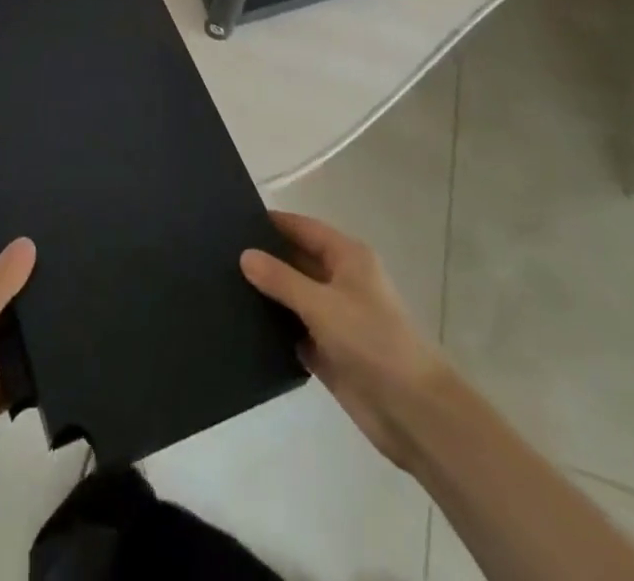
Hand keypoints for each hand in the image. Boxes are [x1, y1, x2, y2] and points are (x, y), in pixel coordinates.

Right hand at [241, 211, 447, 472]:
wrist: (414, 413)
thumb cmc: (372, 342)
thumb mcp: (322, 304)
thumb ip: (281, 279)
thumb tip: (245, 255)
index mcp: (348, 257)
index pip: (303, 228)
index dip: (273, 223)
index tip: (233, 220)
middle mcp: (342, 282)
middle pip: (297, 260)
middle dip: (266, 258)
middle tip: (219, 254)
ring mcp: (336, 319)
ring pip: (294, 297)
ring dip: (268, 295)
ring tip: (222, 286)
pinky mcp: (330, 353)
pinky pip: (295, 331)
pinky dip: (275, 330)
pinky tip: (242, 327)